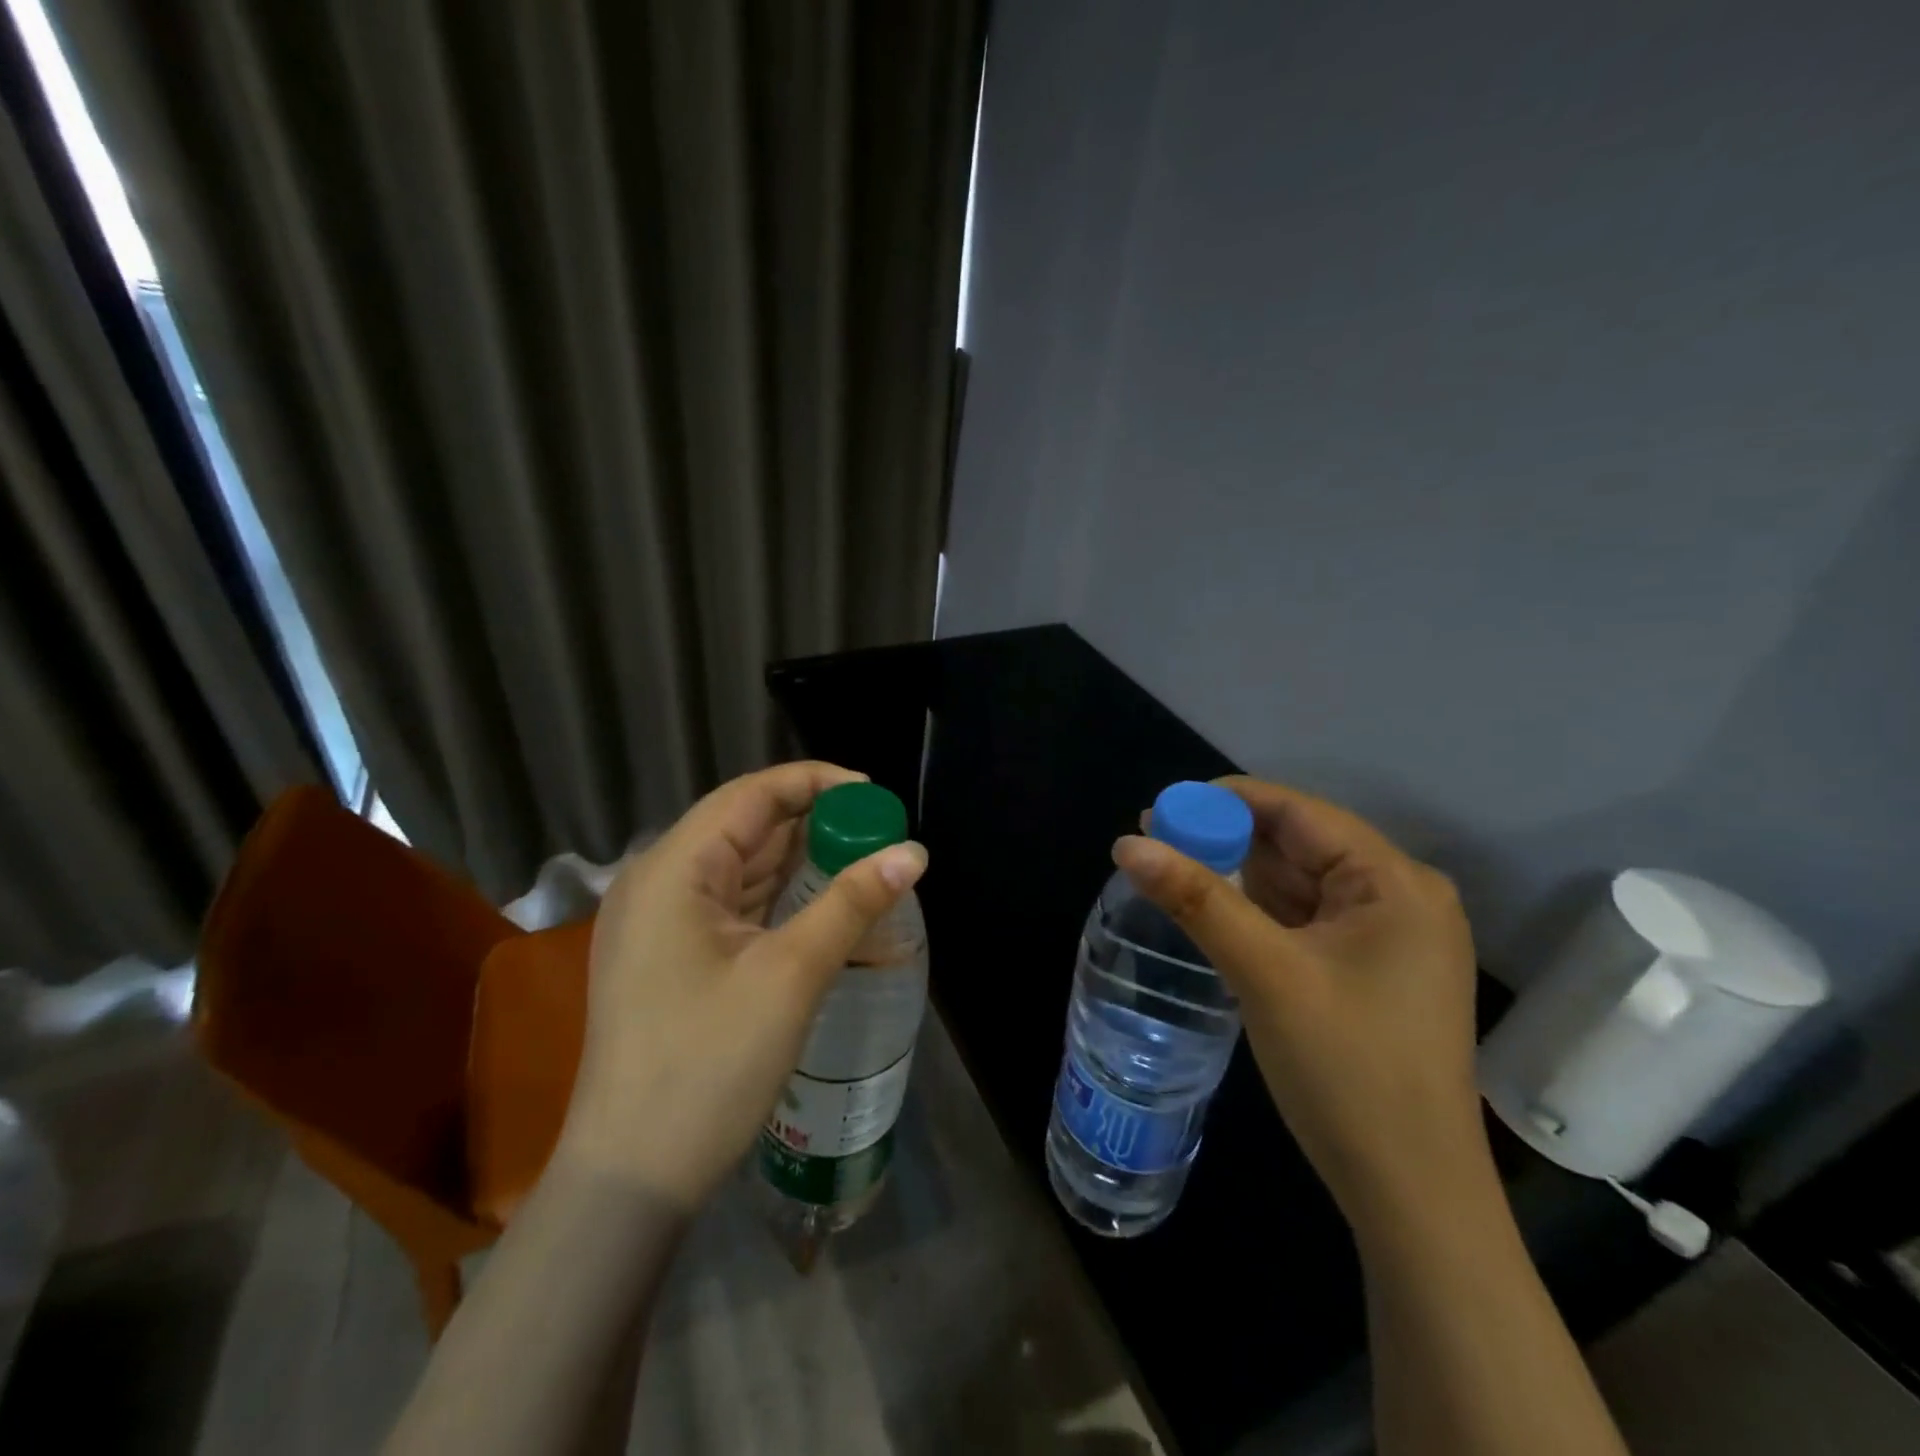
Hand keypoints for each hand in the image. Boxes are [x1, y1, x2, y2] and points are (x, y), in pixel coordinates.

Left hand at [556, 762, 928, 1210]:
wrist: (631, 1177)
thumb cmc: (708, 1066)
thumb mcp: (791, 975)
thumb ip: (853, 902)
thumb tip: (914, 851)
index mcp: (673, 869)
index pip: (753, 794)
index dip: (817, 783)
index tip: (875, 797)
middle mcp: (658, 881)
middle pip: (745, 825)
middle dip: (814, 822)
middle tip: (879, 834)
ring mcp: (659, 920)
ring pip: (739, 864)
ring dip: (798, 859)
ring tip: (861, 862)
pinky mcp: (669, 953)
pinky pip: (731, 901)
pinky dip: (777, 894)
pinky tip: (819, 902)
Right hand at [1114, 777, 1484, 1237]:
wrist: (1411, 1195)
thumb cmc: (1346, 1071)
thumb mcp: (1264, 973)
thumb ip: (1196, 899)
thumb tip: (1127, 844)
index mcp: (1395, 883)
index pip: (1299, 813)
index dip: (1227, 801)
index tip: (1162, 808)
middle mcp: (1401, 897)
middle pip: (1299, 844)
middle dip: (1227, 839)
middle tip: (1155, 840)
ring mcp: (1389, 937)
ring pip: (1299, 882)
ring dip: (1240, 875)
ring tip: (1172, 869)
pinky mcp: (1371, 970)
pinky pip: (1306, 918)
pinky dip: (1260, 910)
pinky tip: (1215, 910)